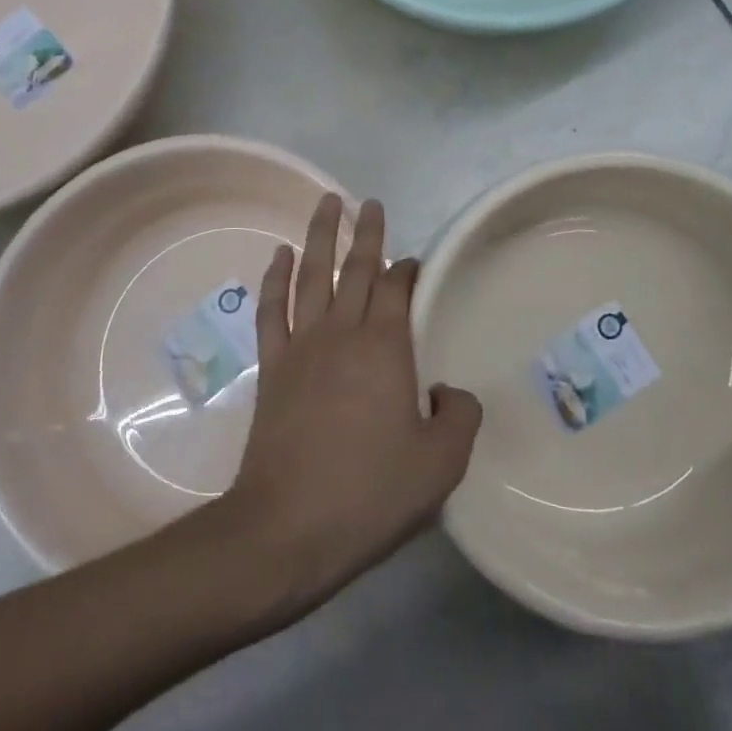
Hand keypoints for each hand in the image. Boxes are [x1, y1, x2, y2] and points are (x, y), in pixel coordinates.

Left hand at [221, 194, 481, 618]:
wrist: (286, 528)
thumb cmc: (369, 494)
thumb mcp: (440, 464)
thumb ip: (458, 415)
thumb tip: (448, 390)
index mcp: (386, 349)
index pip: (398, 289)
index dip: (408, 269)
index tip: (415, 262)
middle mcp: (343, 333)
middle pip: (357, 269)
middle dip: (366, 233)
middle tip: (370, 202)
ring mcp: (302, 346)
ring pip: (313, 275)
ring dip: (320, 235)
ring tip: (327, 203)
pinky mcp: (273, 366)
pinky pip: (273, 308)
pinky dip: (276, 277)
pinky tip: (280, 255)